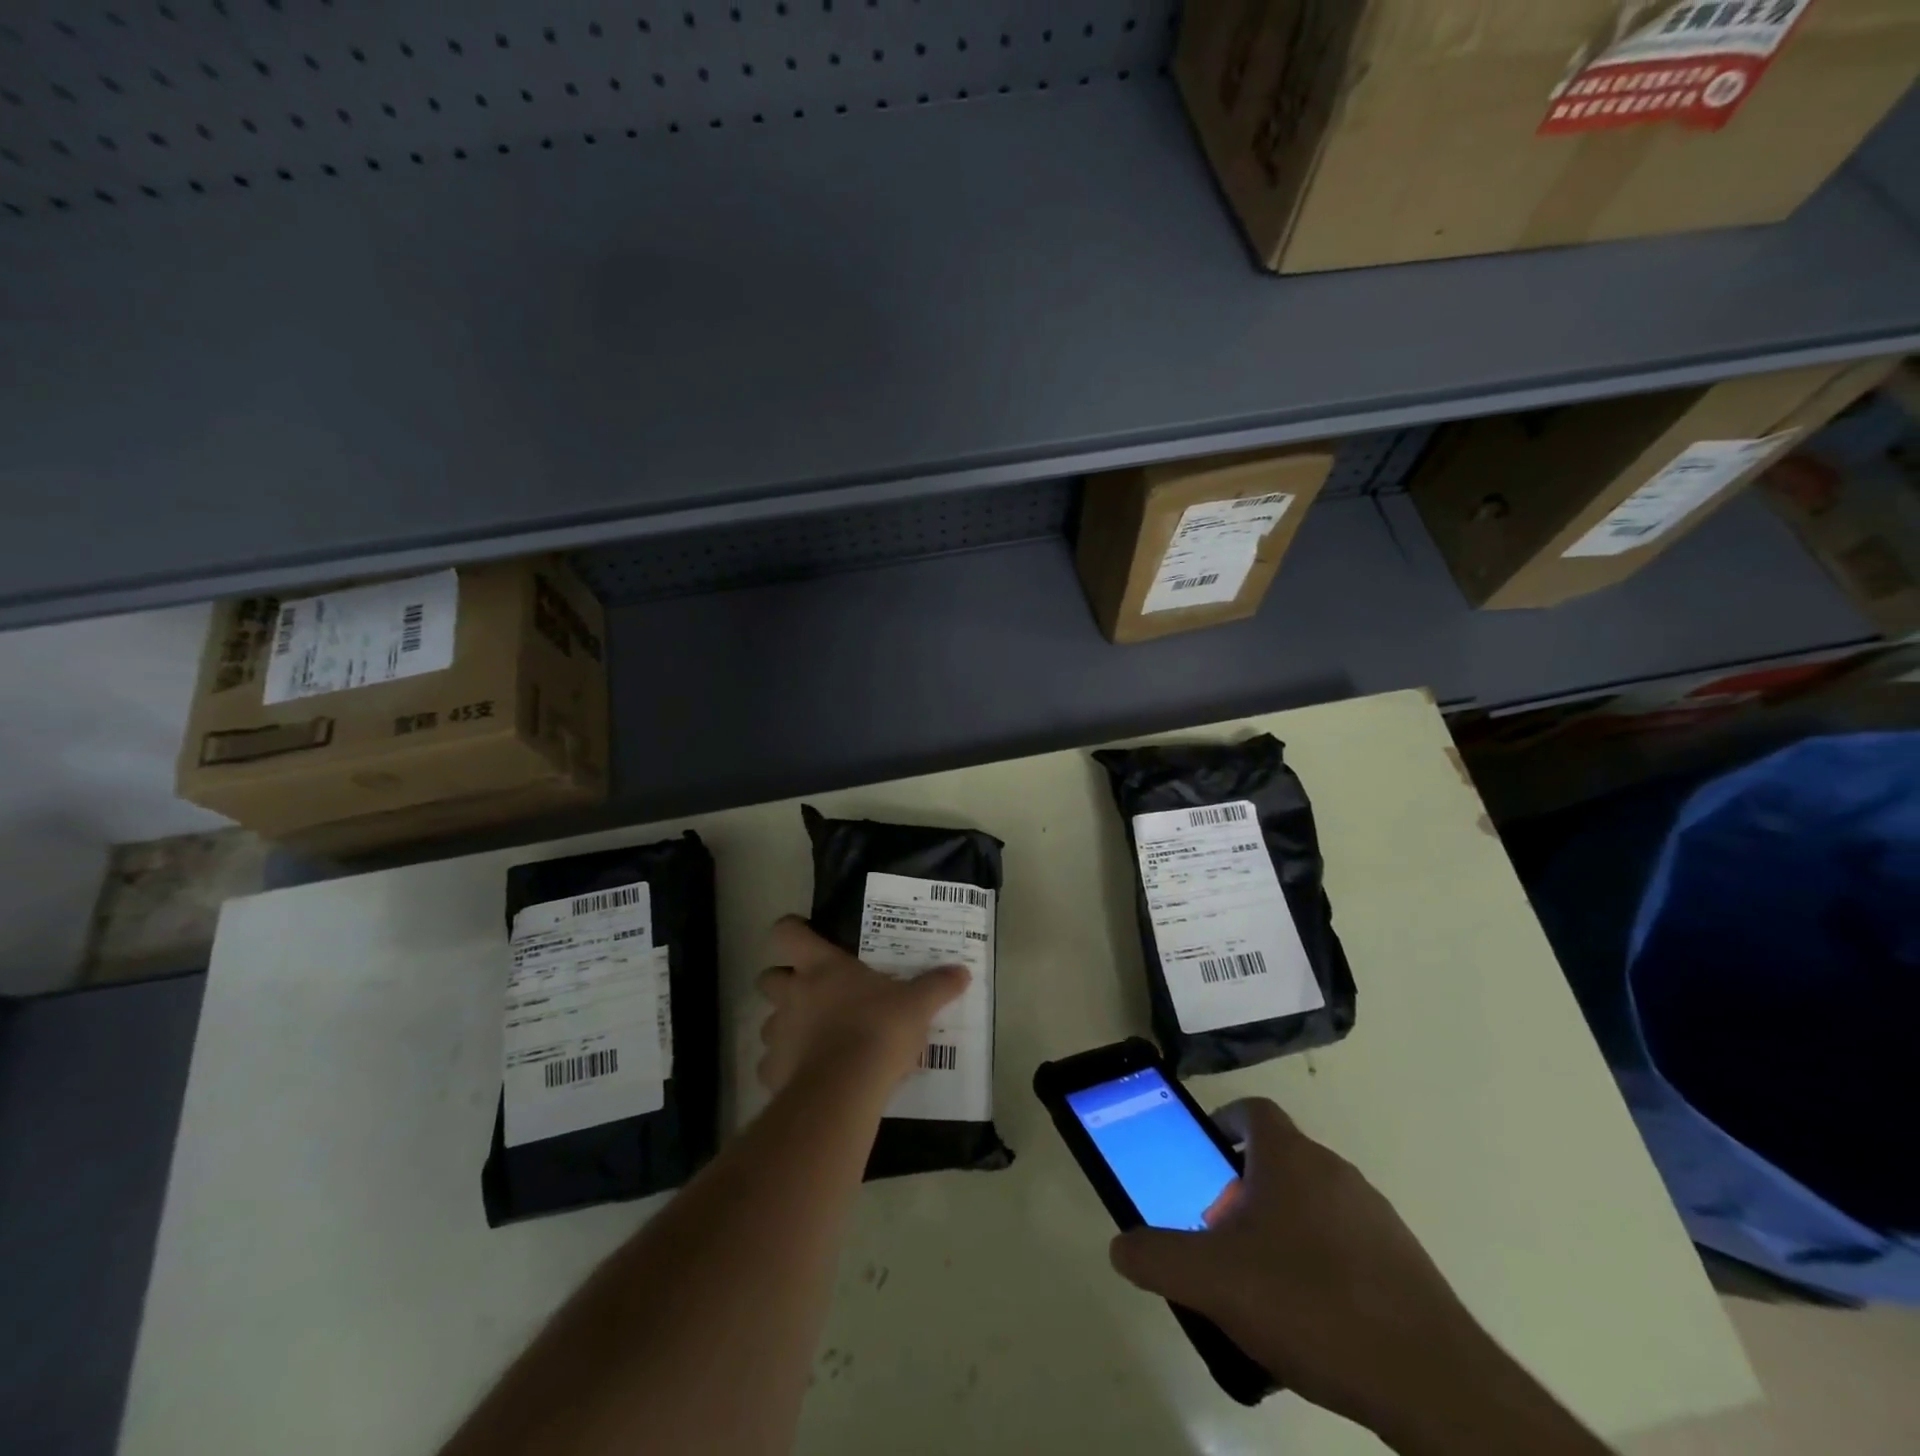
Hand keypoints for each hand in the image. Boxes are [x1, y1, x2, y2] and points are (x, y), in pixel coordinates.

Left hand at [755, 916, 968, 1095]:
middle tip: (810, 992)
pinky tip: (808, 1075)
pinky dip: (785, 1067)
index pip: (786, 932)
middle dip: (783, 982)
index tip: (805, 936)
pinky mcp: (773, 1072)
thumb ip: (937, 985)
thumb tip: (963, 972)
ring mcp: (778, 1033)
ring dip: (785, 1025)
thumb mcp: (917, 1004)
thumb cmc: (878, 1029)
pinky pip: (771, 1065)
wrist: (845, 1088)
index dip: (792, 930)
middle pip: (768, 977)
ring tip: (812, 1038)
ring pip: (767, 1021)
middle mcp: (793, 994)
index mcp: (820, 966)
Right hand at [1109, 1098, 1483, 1431]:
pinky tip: (1312, 1316)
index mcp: (1290, 1157)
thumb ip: (1157, 1258)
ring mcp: (1376, 1215)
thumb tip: (1121, 1247)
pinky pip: (1347, 1242)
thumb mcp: (1212, 1281)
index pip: (1253, 1111)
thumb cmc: (1309, 1303)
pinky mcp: (1405, 1262)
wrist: (1431, 1382)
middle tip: (1221, 1232)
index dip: (1224, 1122)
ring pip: (1313, 1201)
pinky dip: (1321, 1260)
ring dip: (1282, 1224)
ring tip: (1262, 1281)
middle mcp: (1334, 1170)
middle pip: (1279, 1158)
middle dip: (1244, 1186)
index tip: (1207, 1154)